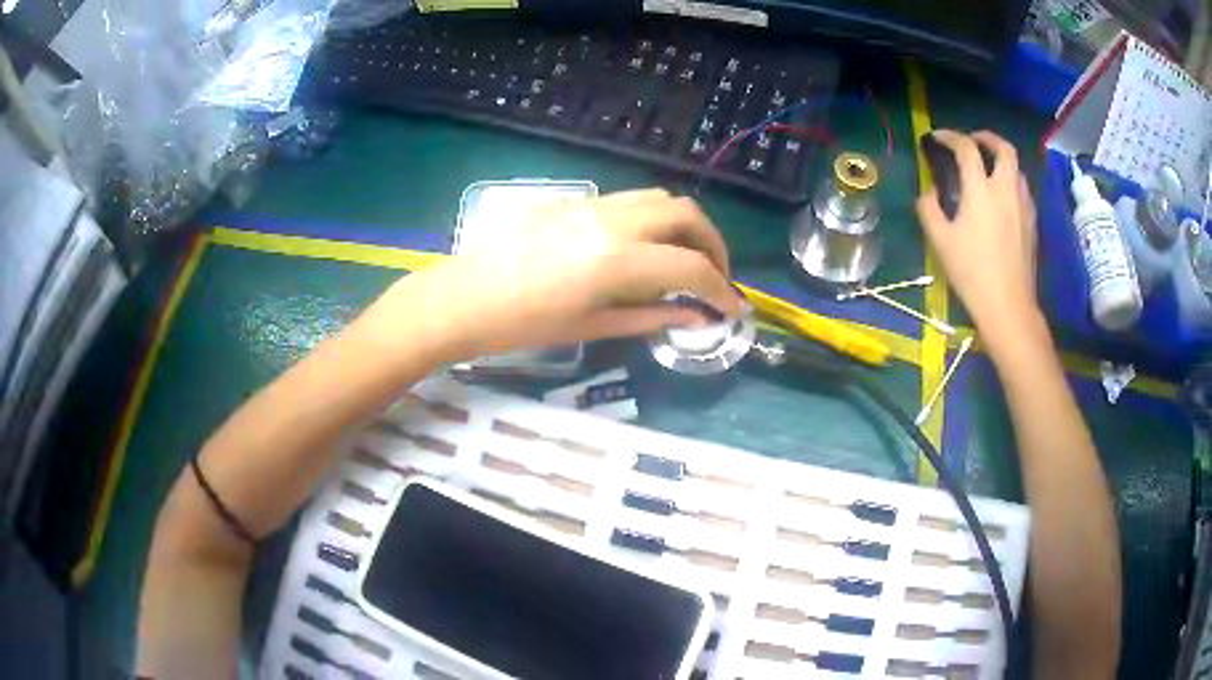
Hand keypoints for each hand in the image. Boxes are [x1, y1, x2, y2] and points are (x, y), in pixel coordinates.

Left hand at [361, 189, 740, 362]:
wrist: (462, 297)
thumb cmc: (521, 325)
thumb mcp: (591, 327)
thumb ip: (651, 318)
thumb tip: (695, 319)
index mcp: (618, 260)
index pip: (692, 267)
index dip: (721, 289)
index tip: (733, 308)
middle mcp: (614, 221)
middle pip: (687, 214)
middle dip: (714, 245)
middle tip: (715, 276)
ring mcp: (593, 204)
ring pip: (660, 198)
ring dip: (686, 225)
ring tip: (685, 258)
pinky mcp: (575, 200)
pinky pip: (630, 199)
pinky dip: (655, 218)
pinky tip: (645, 246)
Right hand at [915, 130, 1040, 337]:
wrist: (1008, 306)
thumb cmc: (972, 273)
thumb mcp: (940, 241)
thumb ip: (929, 209)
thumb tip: (928, 193)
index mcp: (980, 190)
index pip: (966, 148)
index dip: (950, 136)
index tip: (937, 137)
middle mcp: (1005, 189)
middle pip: (1004, 148)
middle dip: (987, 137)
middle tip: (973, 141)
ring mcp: (1023, 205)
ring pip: (1017, 168)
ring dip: (1001, 159)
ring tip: (989, 167)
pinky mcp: (1032, 223)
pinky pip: (1023, 189)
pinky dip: (1011, 181)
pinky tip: (1002, 197)